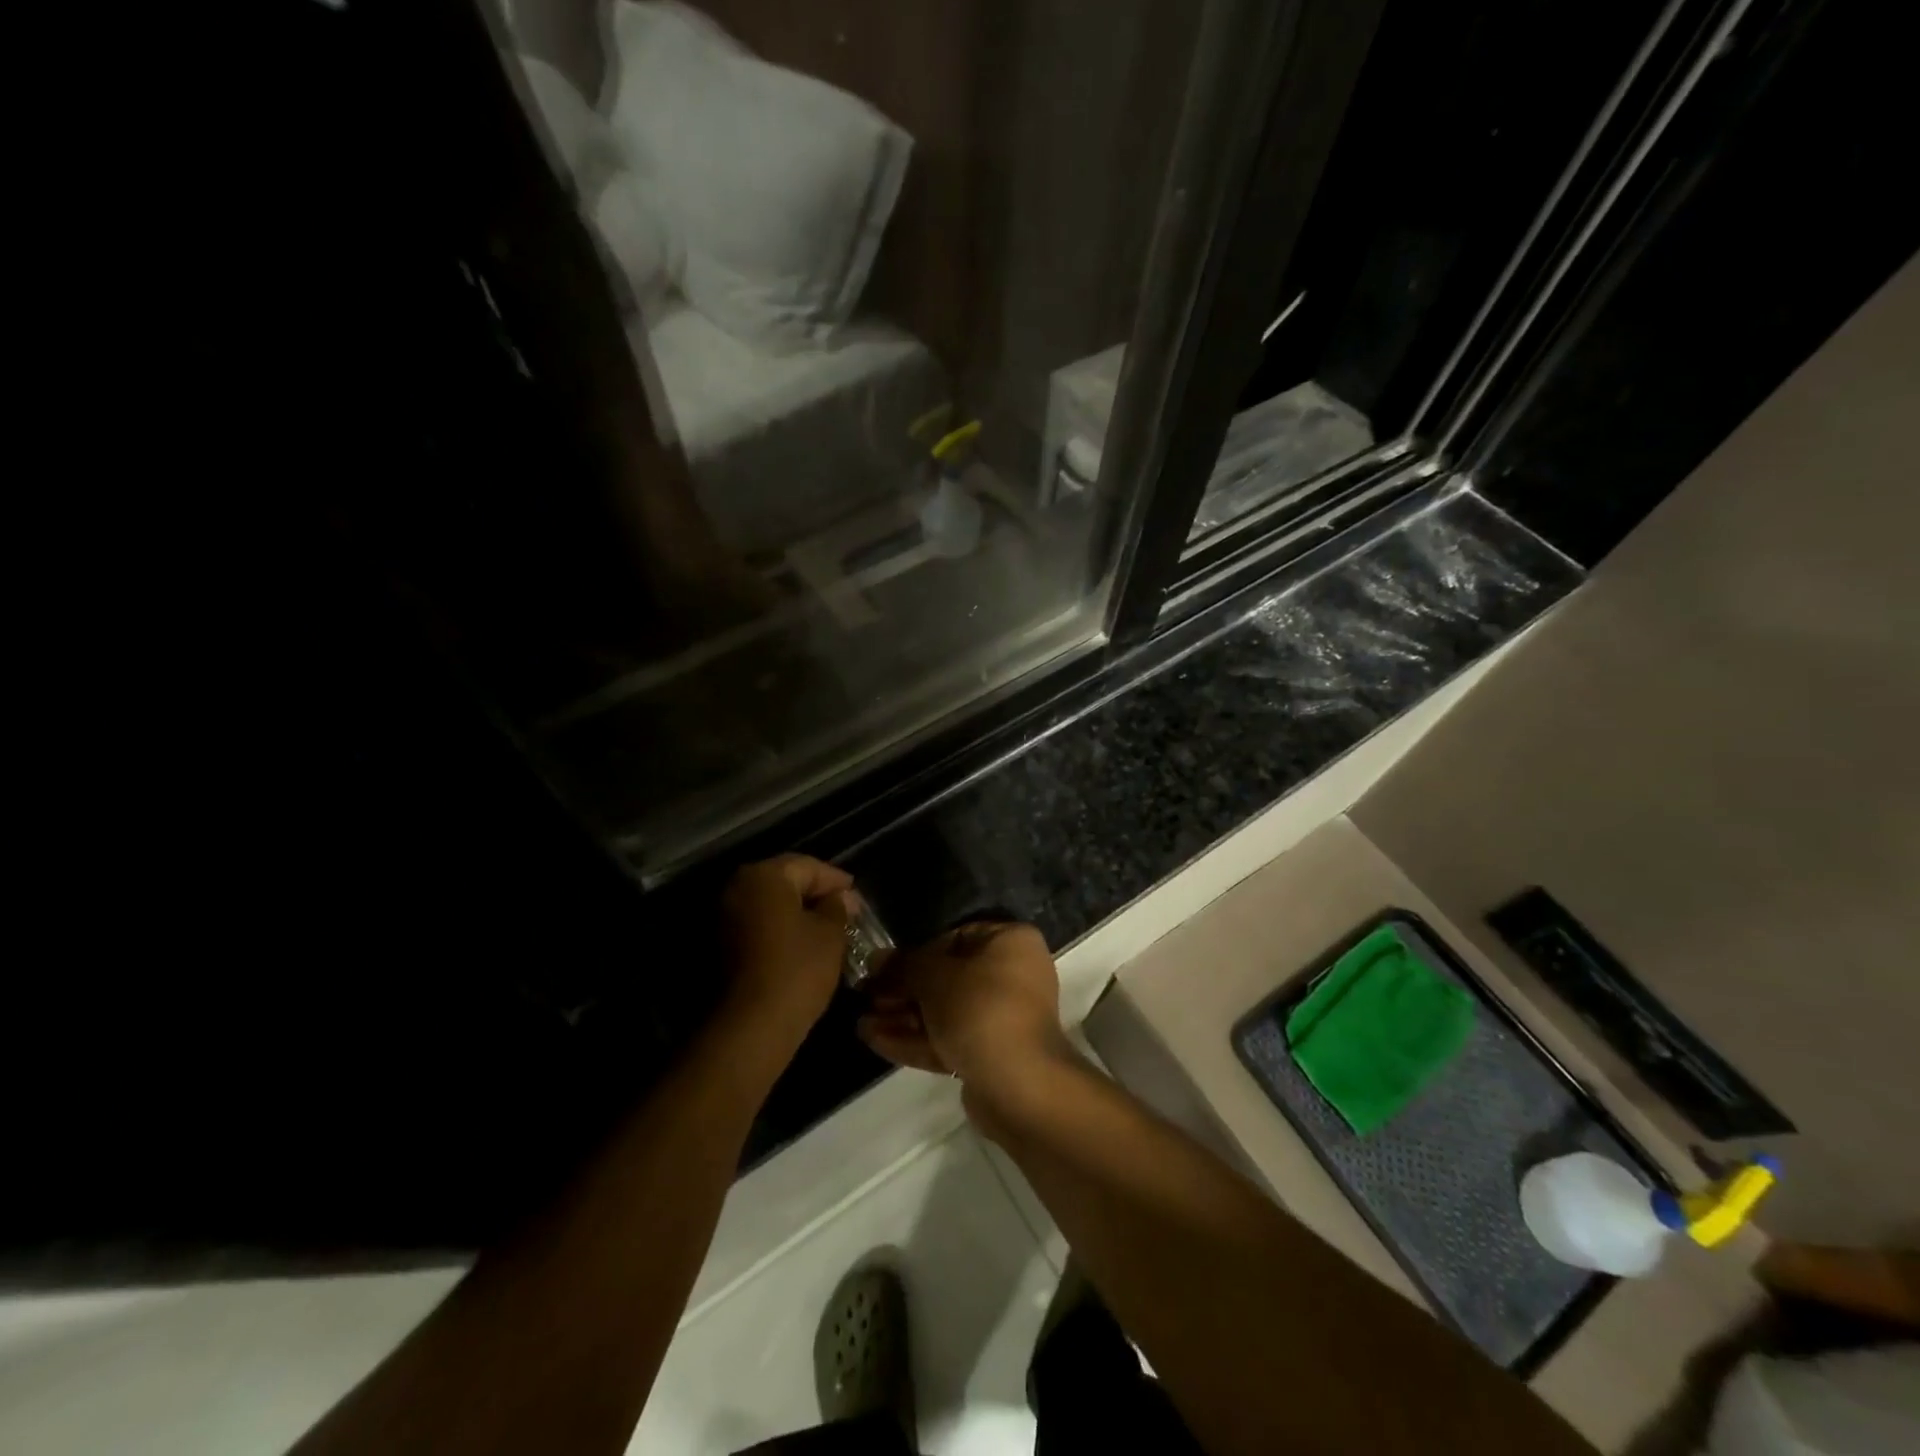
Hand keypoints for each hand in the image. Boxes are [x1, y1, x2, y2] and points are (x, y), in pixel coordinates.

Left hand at [720, 855, 852, 1051]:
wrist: (750, 1026)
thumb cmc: (797, 970)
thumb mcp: (830, 933)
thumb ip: (837, 907)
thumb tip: (841, 898)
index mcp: (763, 876)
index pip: (807, 866)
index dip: (835, 879)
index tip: (856, 894)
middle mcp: (736, 888)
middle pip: (784, 881)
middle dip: (815, 893)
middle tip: (844, 908)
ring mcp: (722, 916)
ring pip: (768, 904)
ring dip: (796, 911)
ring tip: (826, 926)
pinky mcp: (717, 944)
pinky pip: (756, 924)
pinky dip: (778, 928)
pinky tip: (801, 943)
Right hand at [856, 921, 1073, 1114]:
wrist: (1019, 1085)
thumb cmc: (980, 1010)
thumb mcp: (934, 977)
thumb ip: (903, 965)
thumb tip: (875, 958)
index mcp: (1010, 942)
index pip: (955, 937)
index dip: (915, 952)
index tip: (881, 966)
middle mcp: (1013, 975)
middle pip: (947, 977)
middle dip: (903, 990)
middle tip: (866, 996)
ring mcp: (1003, 1018)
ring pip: (945, 1012)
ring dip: (904, 1017)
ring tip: (862, 1023)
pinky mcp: (991, 1054)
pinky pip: (950, 1039)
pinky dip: (916, 1040)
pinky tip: (876, 1041)